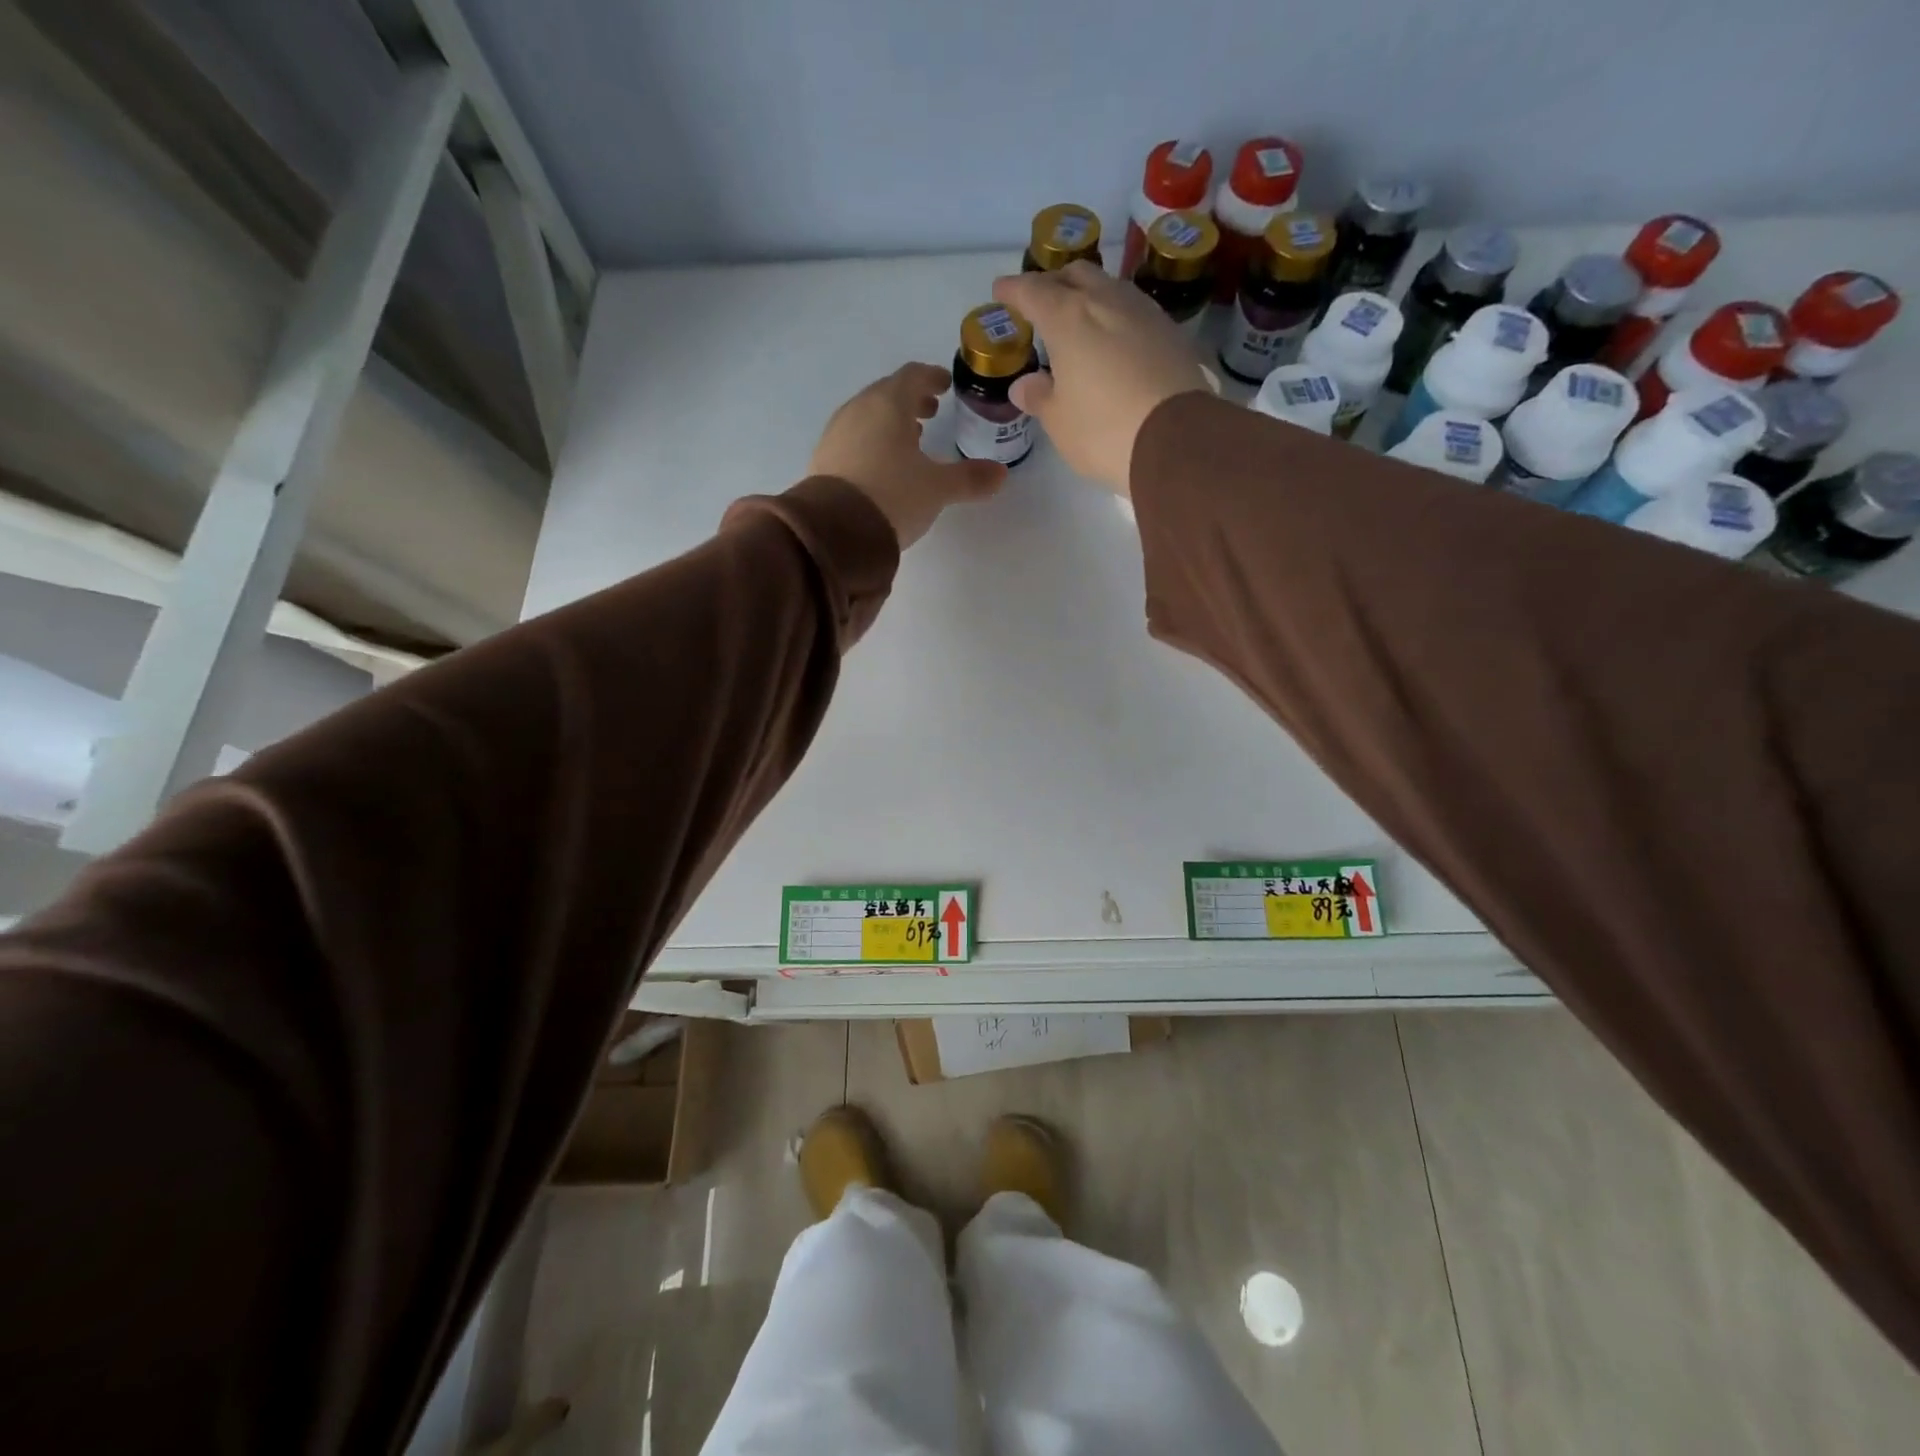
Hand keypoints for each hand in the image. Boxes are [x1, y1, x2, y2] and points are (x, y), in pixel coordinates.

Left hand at [809, 363, 1007, 547]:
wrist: (835, 530)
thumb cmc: (892, 496)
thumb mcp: (937, 489)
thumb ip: (969, 479)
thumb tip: (1001, 474)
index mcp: (889, 404)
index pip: (913, 376)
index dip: (932, 377)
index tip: (945, 385)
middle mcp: (859, 409)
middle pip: (887, 394)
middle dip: (911, 400)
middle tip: (930, 412)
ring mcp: (836, 433)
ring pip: (868, 416)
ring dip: (890, 422)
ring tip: (910, 440)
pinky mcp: (823, 459)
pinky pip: (853, 439)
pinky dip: (872, 441)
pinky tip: (882, 465)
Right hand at [991, 262, 1211, 495]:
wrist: (1176, 439)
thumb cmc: (1103, 430)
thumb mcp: (1059, 422)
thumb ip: (1039, 397)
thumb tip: (1025, 385)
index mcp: (1068, 318)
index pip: (1032, 291)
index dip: (1014, 290)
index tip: (1001, 291)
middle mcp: (1106, 301)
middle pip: (1075, 274)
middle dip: (1054, 283)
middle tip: (1041, 303)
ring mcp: (1143, 311)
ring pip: (1108, 287)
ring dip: (1089, 295)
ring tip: (1079, 318)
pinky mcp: (1170, 331)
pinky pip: (1134, 310)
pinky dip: (1115, 315)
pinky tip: (1114, 337)